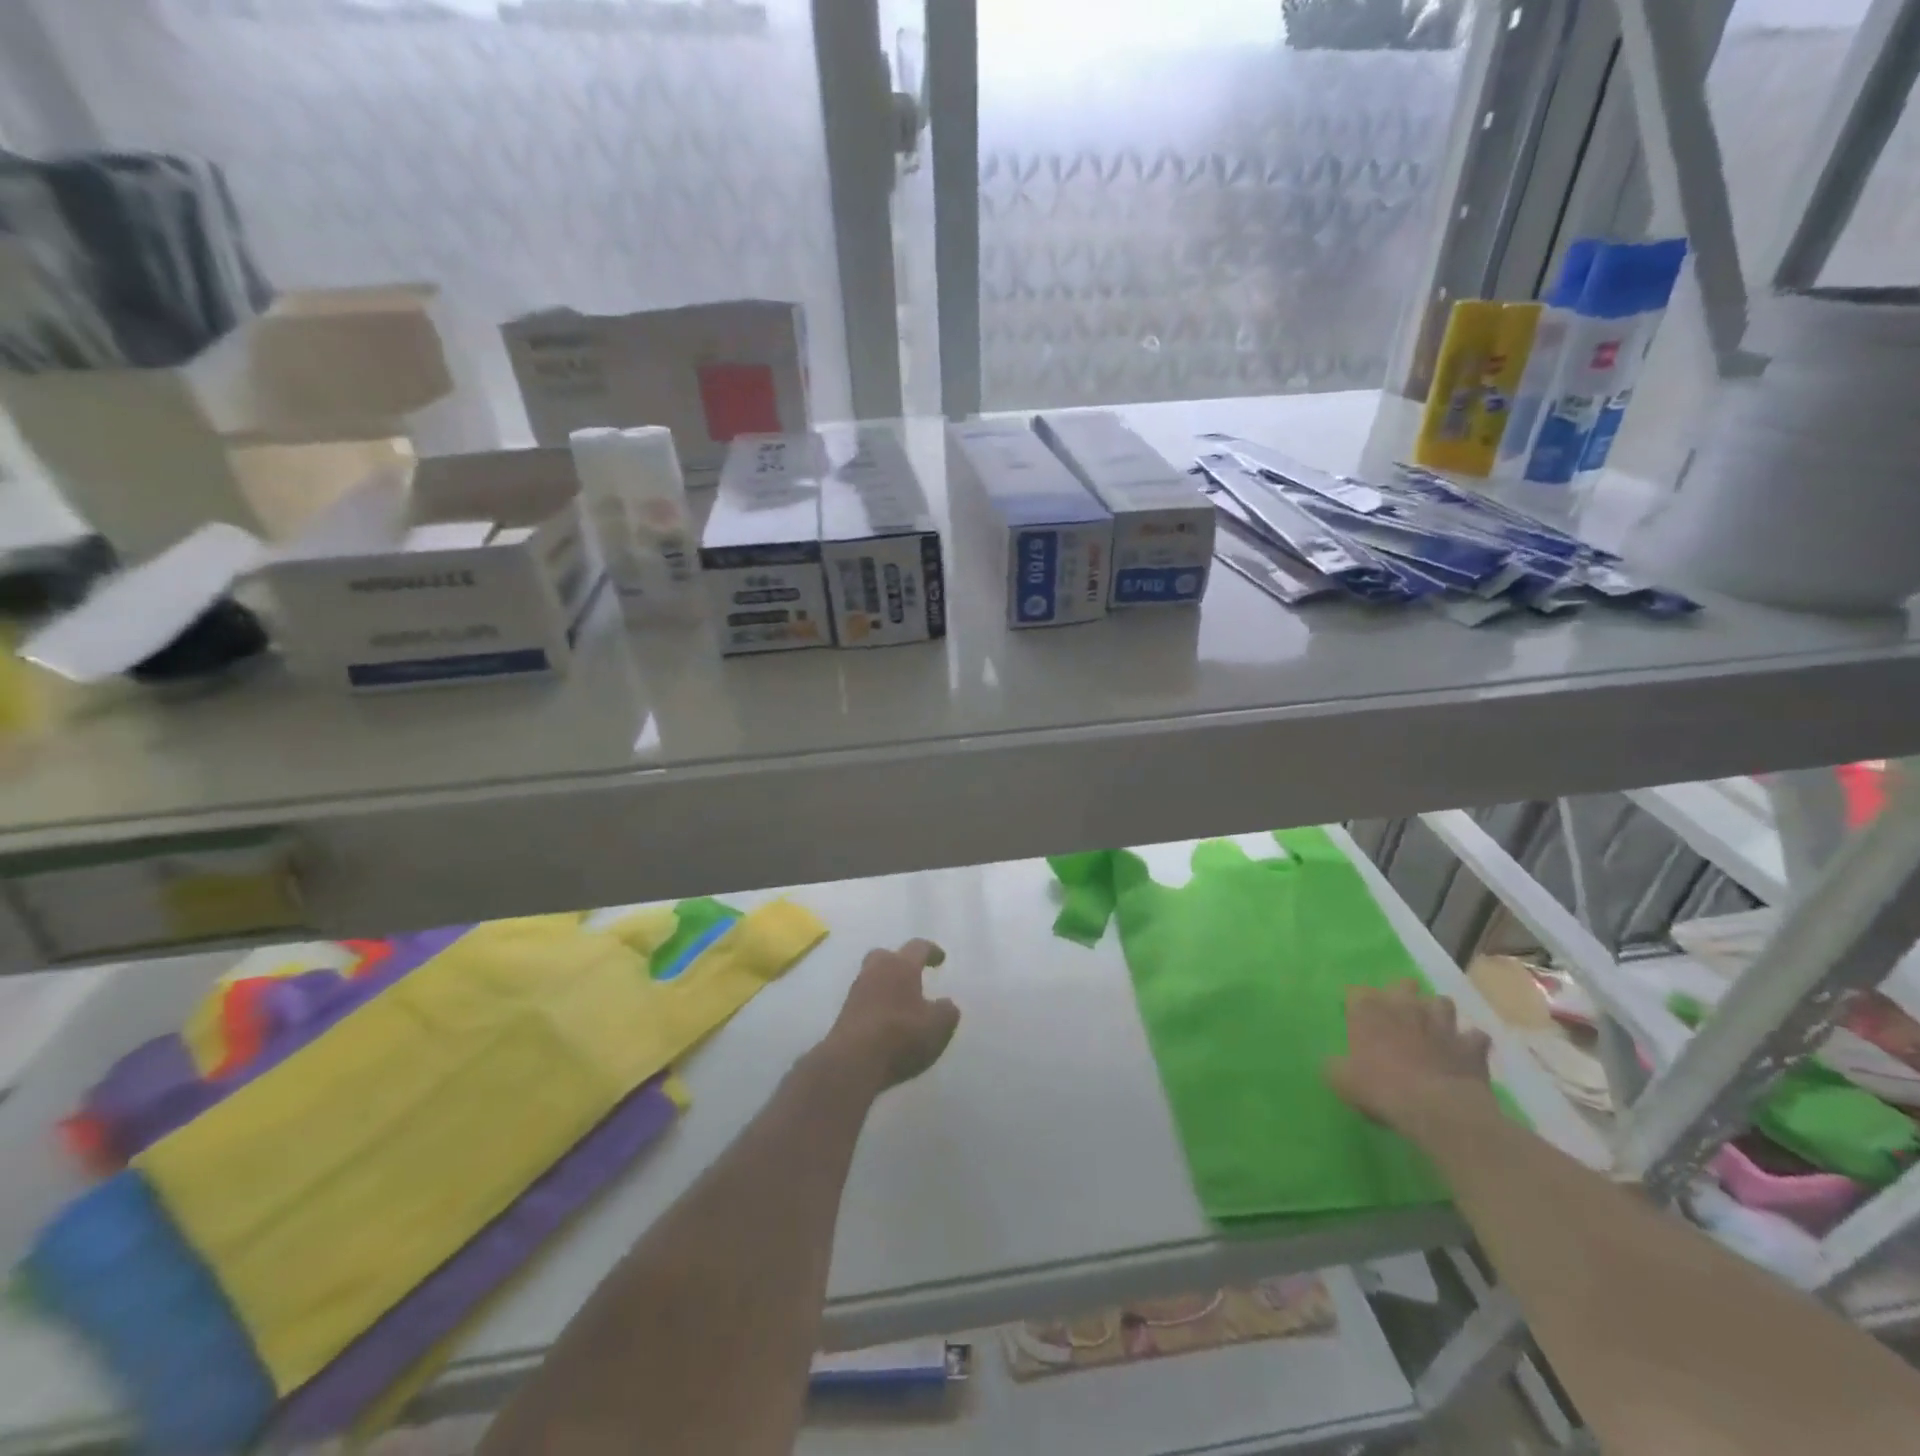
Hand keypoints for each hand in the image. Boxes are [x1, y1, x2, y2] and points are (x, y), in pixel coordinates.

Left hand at [825, 940, 959, 1091]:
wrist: (853, 1062)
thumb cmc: (902, 1035)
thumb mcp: (939, 1026)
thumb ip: (947, 1011)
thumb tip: (945, 1004)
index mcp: (901, 966)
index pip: (918, 947)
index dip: (931, 951)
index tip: (940, 958)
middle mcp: (875, 971)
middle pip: (885, 956)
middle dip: (899, 962)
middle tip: (912, 975)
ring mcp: (856, 993)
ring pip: (872, 978)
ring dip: (885, 986)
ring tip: (901, 1003)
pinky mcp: (844, 1016)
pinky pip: (864, 1002)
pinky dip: (876, 1006)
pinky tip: (886, 1023)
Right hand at [1326, 982, 1495, 1138]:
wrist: (1436, 1108)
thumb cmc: (1380, 1087)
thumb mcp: (1341, 1079)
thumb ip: (1336, 1065)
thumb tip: (1335, 1062)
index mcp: (1368, 1010)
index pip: (1357, 992)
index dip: (1357, 1003)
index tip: (1356, 1017)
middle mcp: (1404, 1006)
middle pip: (1404, 985)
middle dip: (1402, 994)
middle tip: (1398, 1014)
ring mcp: (1441, 1023)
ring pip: (1442, 1002)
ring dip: (1437, 1013)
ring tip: (1433, 1028)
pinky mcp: (1471, 1046)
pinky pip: (1476, 1036)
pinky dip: (1471, 1042)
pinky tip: (1465, 1052)